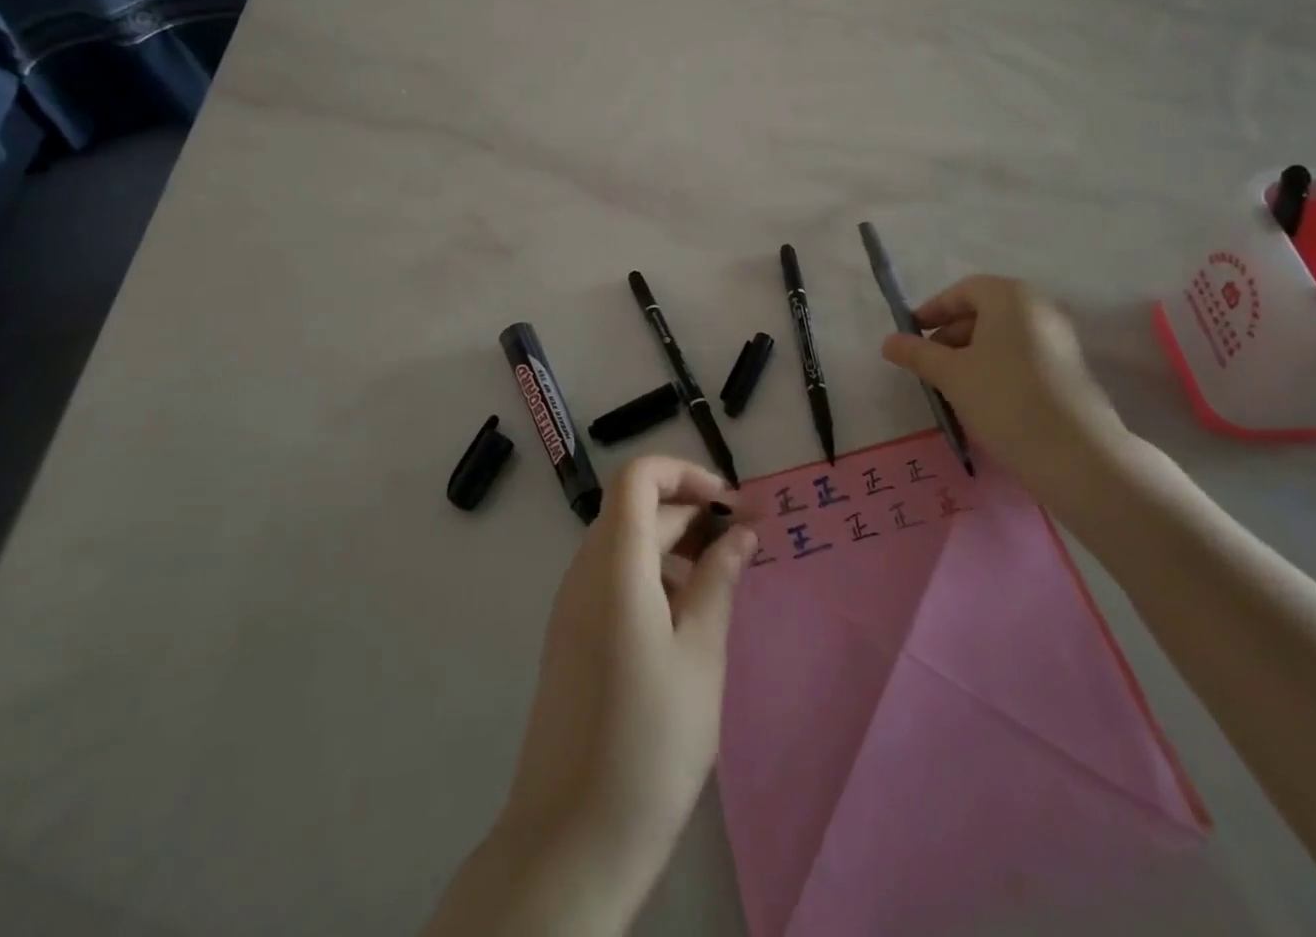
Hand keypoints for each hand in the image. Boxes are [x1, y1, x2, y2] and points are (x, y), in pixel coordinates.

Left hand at [500, 456, 756, 905]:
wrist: (572, 842)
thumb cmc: (650, 742)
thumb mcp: (702, 654)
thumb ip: (720, 580)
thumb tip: (741, 531)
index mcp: (614, 565)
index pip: (638, 477)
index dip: (685, 473)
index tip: (729, 504)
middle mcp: (584, 572)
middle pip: (636, 509)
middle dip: (690, 511)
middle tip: (744, 542)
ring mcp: (572, 605)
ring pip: (625, 543)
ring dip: (674, 545)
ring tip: (722, 582)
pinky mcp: (572, 636)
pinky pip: (613, 578)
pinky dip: (653, 575)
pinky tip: (687, 619)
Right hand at [881, 275, 1154, 521]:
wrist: (1076, 454)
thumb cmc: (1004, 399)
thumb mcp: (951, 374)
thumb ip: (917, 353)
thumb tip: (888, 342)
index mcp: (1011, 296)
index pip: (963, 291)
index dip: (933, 311)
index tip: (911, 335)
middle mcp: (1040, 307)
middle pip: (985, 310)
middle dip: (951, 334)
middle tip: (928, 364)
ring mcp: (1059, 338)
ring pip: (1003, 335)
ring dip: (972, 353)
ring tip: (951, 384)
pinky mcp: (1069, 368)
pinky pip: (1022, 354)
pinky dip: (996, 366)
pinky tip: (982, 397)